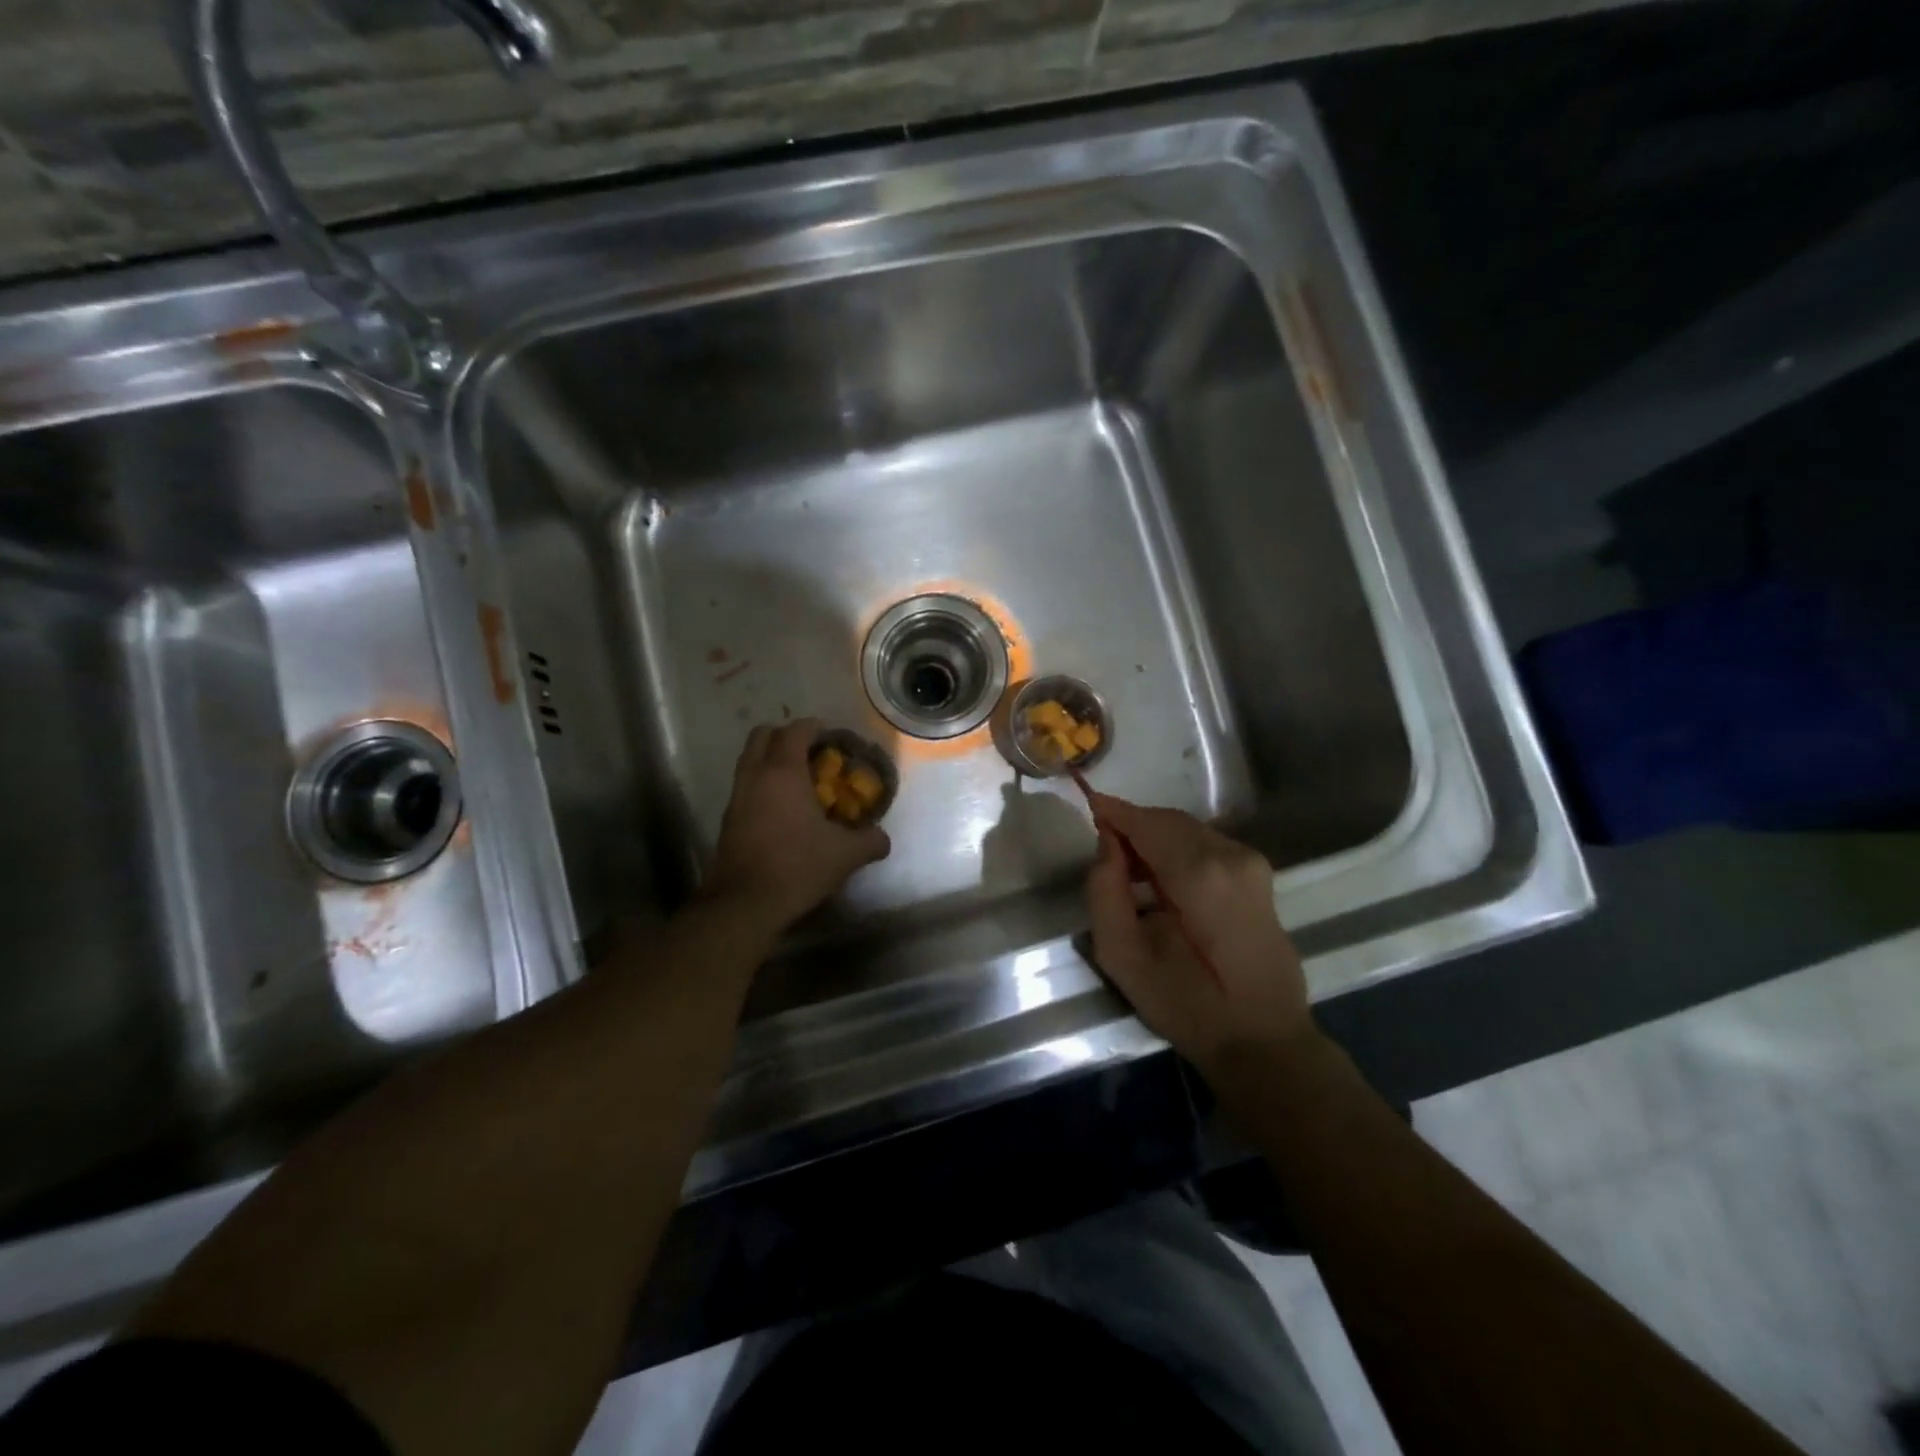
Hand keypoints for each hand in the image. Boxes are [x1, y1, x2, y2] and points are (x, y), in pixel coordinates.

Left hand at [708, 719, 890, 929]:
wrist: (745, 903)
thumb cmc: (797, 866)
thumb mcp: (845, 855)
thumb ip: (870, 841)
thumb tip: (883, 839)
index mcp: (783, 772)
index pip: (796, 730)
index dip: (815, 727)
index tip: (832, 737)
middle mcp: (755, 775)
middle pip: (762, 735)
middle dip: (786, 736)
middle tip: (811, 753)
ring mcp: (737, 797)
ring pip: (749, 760)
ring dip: (771, 760)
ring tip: (798, 781)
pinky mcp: (728, 820)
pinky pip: (745, 786)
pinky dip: (762, 785)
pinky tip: (783, 810)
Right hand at [1084, 793, 1314, 1076]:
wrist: (1263, 1040)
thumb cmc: (1187, 1005)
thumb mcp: (1123, 957)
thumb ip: (1105, 891)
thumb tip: (1107, 843)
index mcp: (1200, 874)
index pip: (1147, 823)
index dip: (1114, 812)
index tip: (1087, 805)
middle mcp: (1230, 855)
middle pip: (1168, 821)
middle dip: (1133, 826)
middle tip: (1103, 851)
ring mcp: (1250, 863)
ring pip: (1187, 830)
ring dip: (1154, 838)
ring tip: (1128, 872)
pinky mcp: (1258, 875)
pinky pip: (1205, 844)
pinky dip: (1176, 850)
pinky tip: (1161, 882)